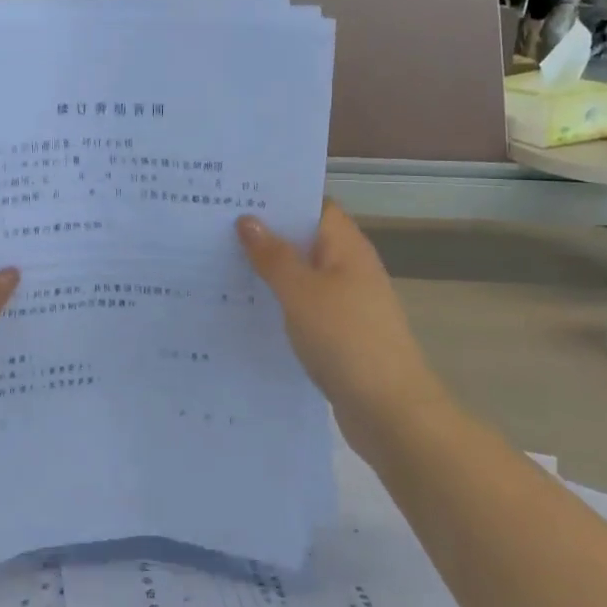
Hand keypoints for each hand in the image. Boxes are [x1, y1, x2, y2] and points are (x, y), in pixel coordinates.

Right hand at [237, 203, 445, 453]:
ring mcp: (347, 302)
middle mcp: (350, 268)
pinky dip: (279, 303)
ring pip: (302, 275)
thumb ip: (274, 255)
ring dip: (270, 270)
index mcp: (346, 247)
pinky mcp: (340, 334)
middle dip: (267, 233)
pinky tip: (247, 309)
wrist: (390, 411)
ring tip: (221, 263)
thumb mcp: (301, 292)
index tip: (239, 195)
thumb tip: (248, 219)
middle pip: (306, 239)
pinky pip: (304, 306)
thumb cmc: (346, 339)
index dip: (280, 198)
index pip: (314, 206)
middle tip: (216, 227)